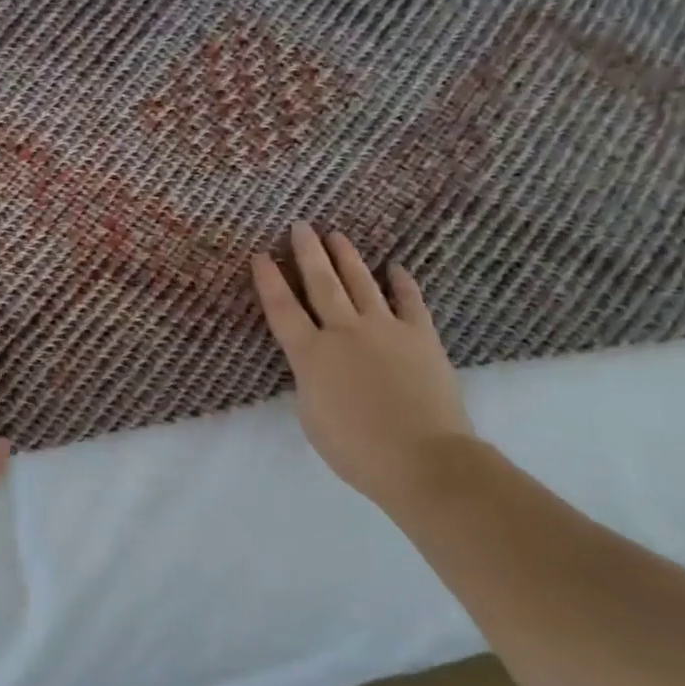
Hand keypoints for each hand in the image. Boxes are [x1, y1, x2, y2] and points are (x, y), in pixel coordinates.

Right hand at [252, 223, 474, 501]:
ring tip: (336, 235)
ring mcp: (385, 330)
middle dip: (308, 253)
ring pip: (360, 283)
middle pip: (321, 284)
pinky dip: (401, 283)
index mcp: (311, 355)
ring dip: (346, 257)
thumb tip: (318, 361)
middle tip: (300, 225)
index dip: (269, 280)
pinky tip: (395, 267)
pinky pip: (409, 301)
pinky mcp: (420, 336)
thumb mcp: (312, 416)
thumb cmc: (356, 449)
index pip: (282, 309)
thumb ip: (310, 379)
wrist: (423, 459)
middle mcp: (344, 332)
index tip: (261, 255)